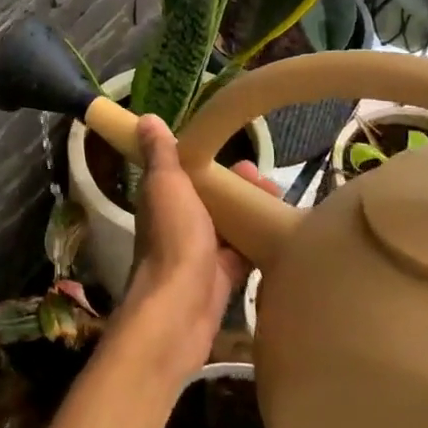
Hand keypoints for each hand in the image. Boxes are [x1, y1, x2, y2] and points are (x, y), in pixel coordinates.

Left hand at [121, 114, 270, 374]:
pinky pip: (242, 256)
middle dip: (238, 187)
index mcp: (163, 200)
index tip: (237, 154)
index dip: (210, 162)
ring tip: (279, 201)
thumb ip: (160, 154)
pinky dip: (258, 244)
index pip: (185, 173)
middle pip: (211, 199)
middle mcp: (178, 224)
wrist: (180, 308)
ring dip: (251, 213)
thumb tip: (145, 119)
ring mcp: (199, 254)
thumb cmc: (173, 239)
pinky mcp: (220, 280)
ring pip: (229, 226)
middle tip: (268, 182)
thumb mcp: (166, 185)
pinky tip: (282, 235)